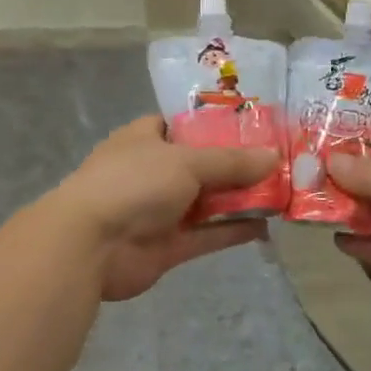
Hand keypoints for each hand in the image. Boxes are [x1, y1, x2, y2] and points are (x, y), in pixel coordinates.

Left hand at [55, 117, 279, 301]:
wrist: (90, 246)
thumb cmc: (133, 184)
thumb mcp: (187, 162)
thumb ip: (232, 161)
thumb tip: (274, 157)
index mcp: (146, 138)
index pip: (183, 124)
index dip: (217, 125)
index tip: (255, 126)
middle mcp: (153, 171)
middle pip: (203, 164)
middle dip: (238, 165)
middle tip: (279, 161)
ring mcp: (159, 210)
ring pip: (207, 201)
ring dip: (239, 199)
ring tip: (281, 192)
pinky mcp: (168, 246)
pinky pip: (207, 234)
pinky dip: (232, 230)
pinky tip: (265, 226)